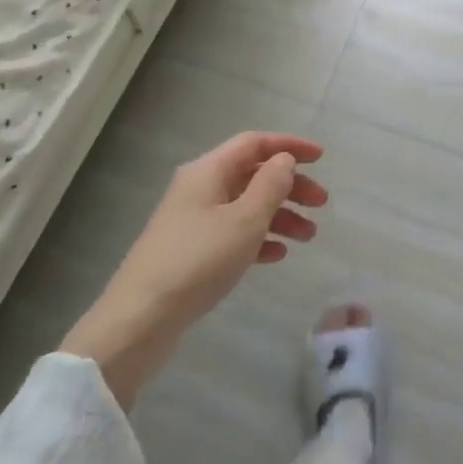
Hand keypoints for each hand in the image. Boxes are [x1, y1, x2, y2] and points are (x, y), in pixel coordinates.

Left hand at [62, 132, 326, 406]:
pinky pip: (233, 232)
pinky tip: (277, 256)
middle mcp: (199, 188)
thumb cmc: (198, 261)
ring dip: (279, 215)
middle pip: (252, 174)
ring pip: (245, 205)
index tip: (322, 157)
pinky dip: (258, 238)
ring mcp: (193, 220)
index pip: (254, 143)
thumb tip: (283, 159)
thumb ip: (270, 185)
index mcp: (208, 171)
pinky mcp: (191, 250)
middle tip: (321, 205)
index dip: (289, 146)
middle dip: (290, 185)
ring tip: (309, 236)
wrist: (140, 319)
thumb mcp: (244, 220)